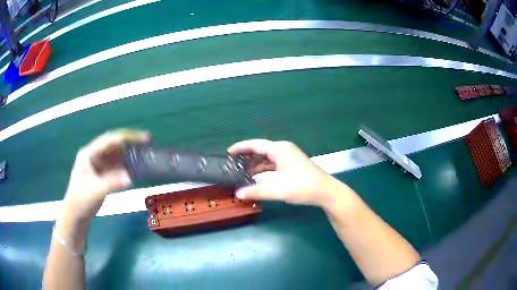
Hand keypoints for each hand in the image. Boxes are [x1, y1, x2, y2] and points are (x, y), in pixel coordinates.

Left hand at [63, 129, 149, 221]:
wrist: (76, 215)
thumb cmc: (81, 201)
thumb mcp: (96, 192)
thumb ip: (112, 183)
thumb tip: (130, 178)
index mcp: (89, 154)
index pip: (110, 140)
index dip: (128, 137)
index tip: (145, 139)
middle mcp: (94, 155)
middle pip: (114, 144)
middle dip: (130, 143)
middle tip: (147, 144)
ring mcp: (98, 165)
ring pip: (116, 154)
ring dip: (128, 154)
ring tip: (143, 154)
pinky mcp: (102, 174)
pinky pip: (116, 165)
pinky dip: (126, 165)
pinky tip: (134, 168)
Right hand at [228, 139, 347, 207]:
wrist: (325, 192)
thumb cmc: (302, 187)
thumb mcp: (278, 190)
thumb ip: (256, 191)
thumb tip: (238, 193)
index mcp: (280, 149)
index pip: (255, 144)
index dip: (240, 147)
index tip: (228, 153)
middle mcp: (284, 150)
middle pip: (260, 150)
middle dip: (246, 157)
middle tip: (232, 165)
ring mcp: (289, 157)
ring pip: (267, 158)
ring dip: (255, 165)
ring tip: (241, 173)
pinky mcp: (292, 165)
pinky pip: (273, 164)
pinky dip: (264, 169)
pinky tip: (256, 177)